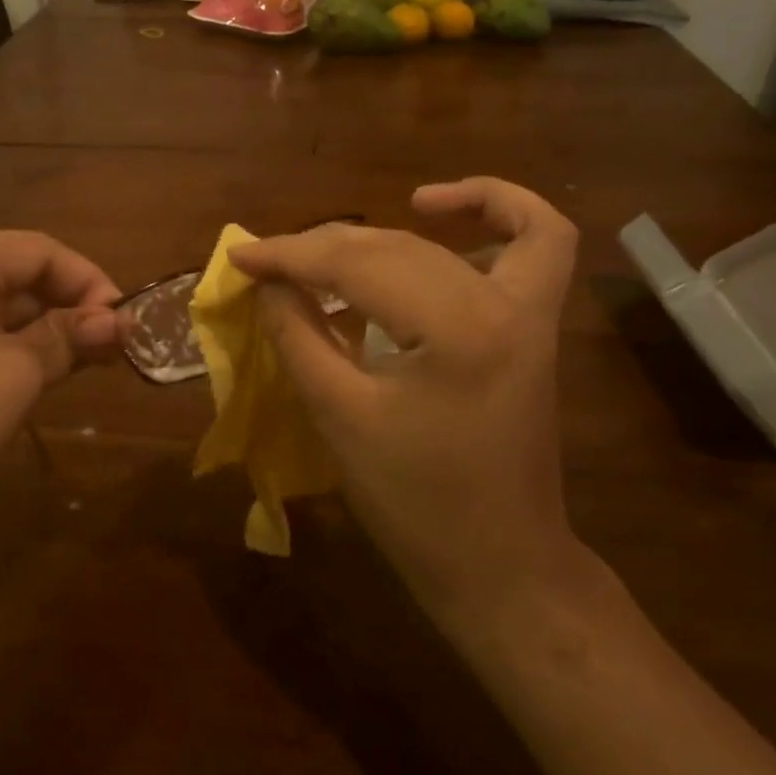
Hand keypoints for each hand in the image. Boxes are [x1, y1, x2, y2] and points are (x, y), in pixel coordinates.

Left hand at [0, 231, 123, 536]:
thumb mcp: (16, 375)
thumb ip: (70, 336)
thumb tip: (119, 322)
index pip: (37, 250)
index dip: (89, 282)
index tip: (125, 323)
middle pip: (12, 272)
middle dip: (65, 309)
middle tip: (109, 348)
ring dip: (38, 328)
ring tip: (81, 362)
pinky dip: (2, 341)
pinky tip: (32, 369)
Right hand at [231, 178, 583, 641]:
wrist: (500, 563)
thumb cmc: (415, 503)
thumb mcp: (341, 417)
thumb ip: (299, 336)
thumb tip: (268, 283)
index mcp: (457, 330)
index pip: (357, 266)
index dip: (290, 255)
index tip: (240, 255)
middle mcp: (503, 304)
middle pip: (396, 247)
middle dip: (322, 248)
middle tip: (270, 264)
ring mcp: (529, 311)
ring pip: (442, 244)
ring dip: (379, 237)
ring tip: (328, 251)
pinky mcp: (534, 324)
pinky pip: (535, 242)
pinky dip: (493, 211)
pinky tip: (435, 212)